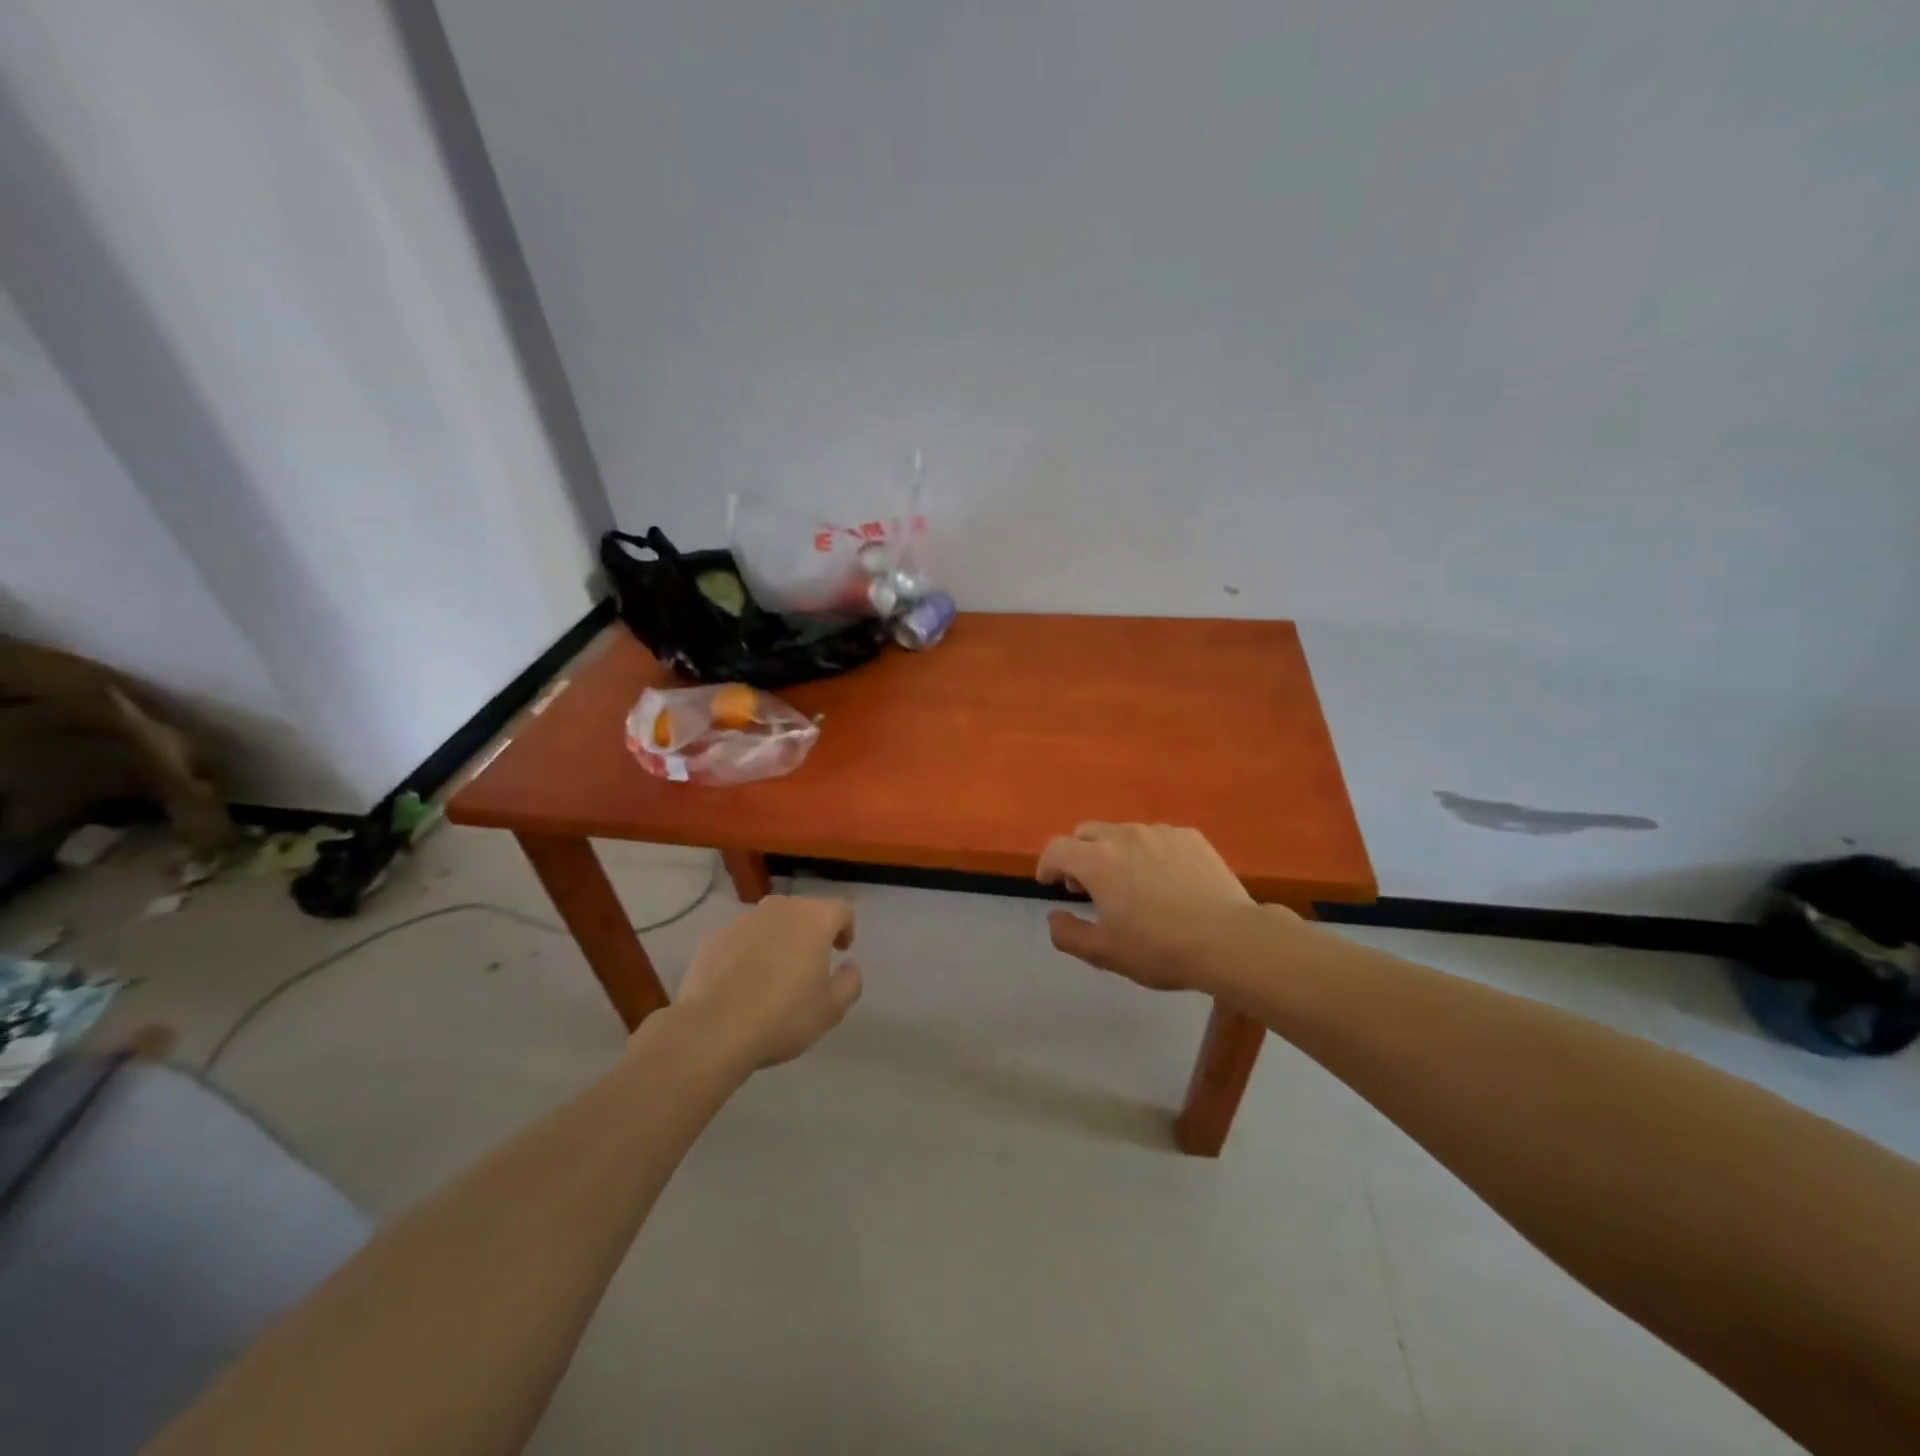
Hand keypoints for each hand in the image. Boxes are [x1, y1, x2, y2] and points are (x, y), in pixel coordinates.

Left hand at [674, 897, 862, 1068]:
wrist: (713, 1030)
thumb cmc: (783, 1016)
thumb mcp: (831, 1009)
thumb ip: (850, 982)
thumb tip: (850, 967)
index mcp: (814, 919)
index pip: (841, 910)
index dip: (846, 928)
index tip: (841, 951)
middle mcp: (780, 909)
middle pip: (803, 911)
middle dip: (811, 932)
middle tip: (810, 963)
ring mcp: (743, 920)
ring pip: (770, 923)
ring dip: (778, 940)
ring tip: (774, 973)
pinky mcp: (714, 938)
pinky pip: (741, 939)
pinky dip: (748, 952)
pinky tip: (743, 982)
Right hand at [1037, 823, 1267, 992]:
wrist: (1230, 940)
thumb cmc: (1160, 949)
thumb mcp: (1105, 953)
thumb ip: (1068, 934)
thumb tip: (1054, 916)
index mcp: (1097, 861)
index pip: (1056, 848)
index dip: (1047, 865)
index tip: (1050, 883)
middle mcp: (1124, 835)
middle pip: (1087, 833)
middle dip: (1079, 855)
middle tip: (1088, 886)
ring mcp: (1160, 832)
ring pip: (1124, 833)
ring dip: (1115, 853)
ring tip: (1131, 884)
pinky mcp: (1190, 836)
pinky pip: (1157, 838)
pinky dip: (1150, 853)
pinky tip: (1167, 881)